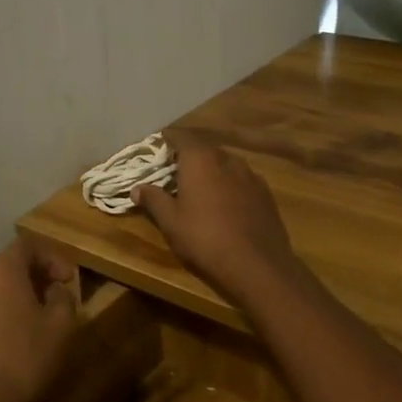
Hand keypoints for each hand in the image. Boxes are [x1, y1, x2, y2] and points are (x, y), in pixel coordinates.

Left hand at [0, 239, 78, 401]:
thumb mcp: (61, 329)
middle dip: (31, 280)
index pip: (27, 246)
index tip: (69, 279)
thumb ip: (63, 299)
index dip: (52, 258)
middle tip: (52, 300)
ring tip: (29, 329)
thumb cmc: (22, 363)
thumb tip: (54, 290)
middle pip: (3, 269)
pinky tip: (3, 354)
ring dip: (9, 304)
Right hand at [132, 135, 303, 303]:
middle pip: (204, 149)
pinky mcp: (265, 192)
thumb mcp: (171, 222)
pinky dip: (230, 185)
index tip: (159, 147)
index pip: (181, 137)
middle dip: (189, 157)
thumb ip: (153, 199)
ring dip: (211, 171)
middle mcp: (227, 159)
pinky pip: (241, 180)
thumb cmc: (205, 238)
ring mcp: (250, 174)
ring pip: (225, 164)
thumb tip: (136, 188)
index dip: (168, 140)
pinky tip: (227, 204)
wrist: (256, 264)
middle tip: (176, 173)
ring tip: (201, 189)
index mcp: (200, 159)